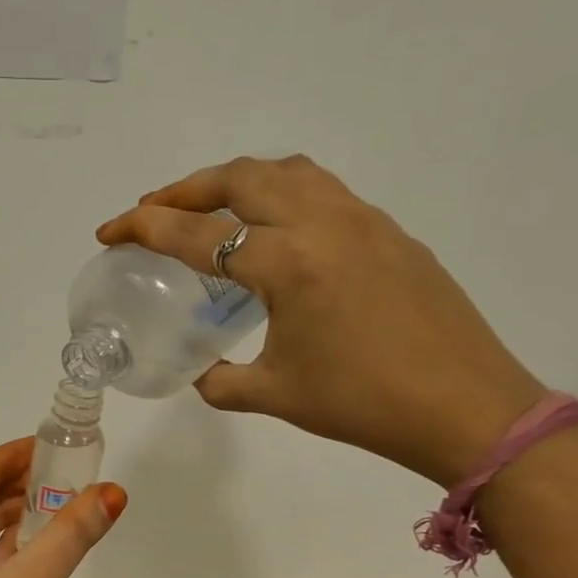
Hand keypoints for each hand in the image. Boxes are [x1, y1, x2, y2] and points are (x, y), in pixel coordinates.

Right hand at [97, 155, 545, 487]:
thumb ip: (222, 381)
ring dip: (237, 180)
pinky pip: (323, 190)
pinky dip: (282, 193)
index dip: (145, 228)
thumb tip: (201, 373)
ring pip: (286, 171)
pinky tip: (276, 230)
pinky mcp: (389, 230)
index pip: (199, 235)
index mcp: (287, 264)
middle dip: (185, 189)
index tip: (111, 230)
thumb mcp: (276, 394)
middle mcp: (322, 224)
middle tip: (153, 210)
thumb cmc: (362, 404)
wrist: (465, 406)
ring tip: (211, 208)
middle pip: (240, 178)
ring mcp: (362, 220)